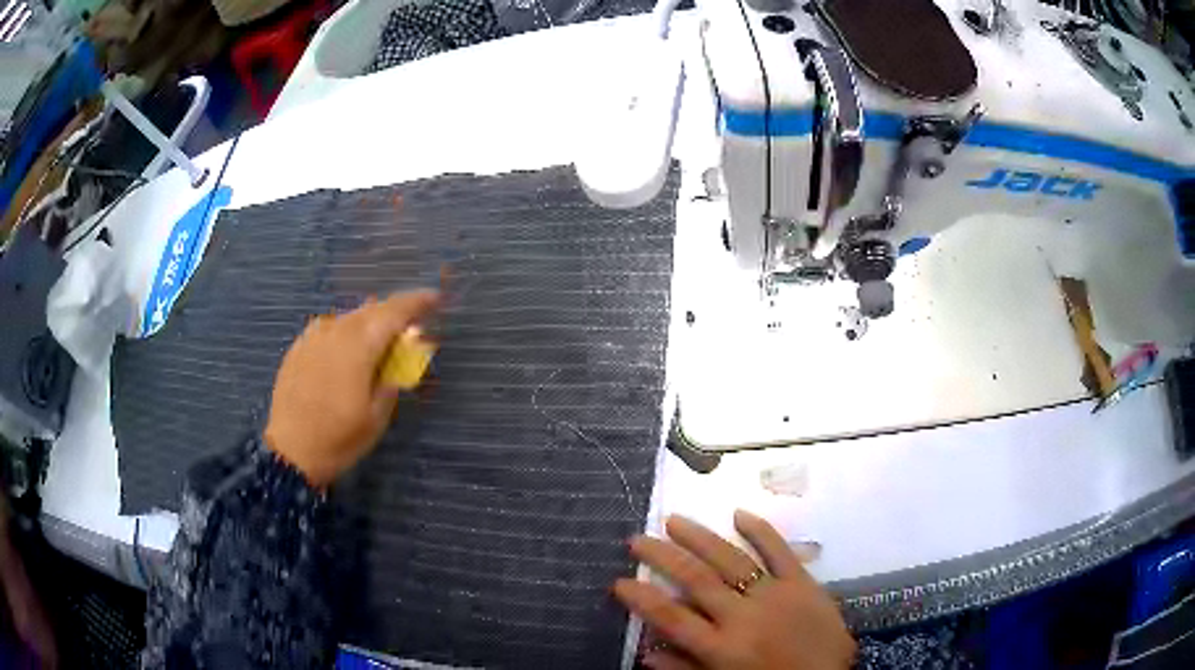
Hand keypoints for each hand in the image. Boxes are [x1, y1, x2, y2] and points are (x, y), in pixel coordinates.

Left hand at [264, 291, 439, 487]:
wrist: (290, 451)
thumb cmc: (340, 437)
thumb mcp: (377, 416)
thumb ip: (392, 378)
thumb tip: (402, 356)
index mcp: (359, 345)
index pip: (394, 312)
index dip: (417, 302)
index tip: (434, 299)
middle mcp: (335, 330)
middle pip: (371, 309)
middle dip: (393, 313)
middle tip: (409, 327)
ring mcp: (313, 337)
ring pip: (348, 317)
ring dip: (368, 322)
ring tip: (378, 339)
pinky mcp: (298, 347)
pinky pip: (328, 328)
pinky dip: (345, 331)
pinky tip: (346, 349)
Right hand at [614, 510, 854, 669]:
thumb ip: (685, 669)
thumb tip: (646, 651)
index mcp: (722, 647)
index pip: (671, 617)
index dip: (641, 598)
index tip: (619, 581)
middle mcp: (743, 616)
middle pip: (695, 579)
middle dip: (662, 557)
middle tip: (637, 539)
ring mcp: (775, 594)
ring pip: (731, 559)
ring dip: (699, 537)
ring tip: (674, 520)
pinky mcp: (802, 582)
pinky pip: (780, 551)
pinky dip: (760, 530)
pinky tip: (739, 513)